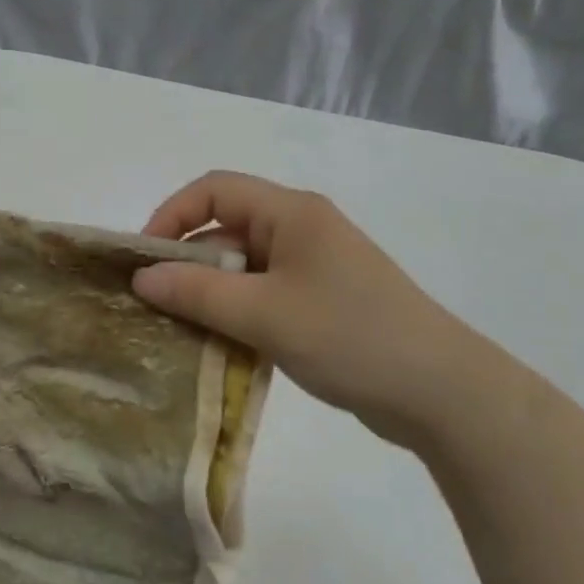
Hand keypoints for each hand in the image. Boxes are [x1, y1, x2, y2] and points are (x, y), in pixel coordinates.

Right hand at [132, 171, 534, 451]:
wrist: (442, 393)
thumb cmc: (349, 336)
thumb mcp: (263, 314)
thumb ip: (196, 292)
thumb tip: (141, 277)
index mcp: (291, 213)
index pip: (214, 190)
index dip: (172, 215)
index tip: (144, 258)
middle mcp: (301, 230)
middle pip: (226, 229)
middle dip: (187, 262)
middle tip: (156, 304)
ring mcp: (314, 268)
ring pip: (243, 268)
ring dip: (210, 294)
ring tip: (181, 330)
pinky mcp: (323, 302)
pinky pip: (264, 295)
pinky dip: (237, 314)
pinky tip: (221, 348)